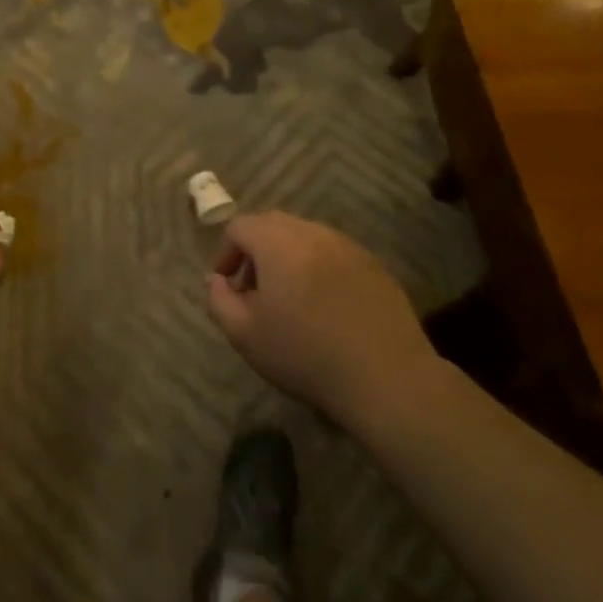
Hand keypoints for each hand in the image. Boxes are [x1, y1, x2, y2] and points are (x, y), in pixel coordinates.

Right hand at [207, 212, 436, 424]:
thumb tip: (216, 280)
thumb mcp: (245, 334)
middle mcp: (314, 233)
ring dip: (288, 256)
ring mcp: (349, 247)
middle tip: (254, 289)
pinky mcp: (374, 265)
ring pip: (306, 236)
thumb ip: (219, 300)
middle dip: (255, 249)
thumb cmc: (306, 355)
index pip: (240, 226)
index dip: (226, 252)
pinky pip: (334, 253)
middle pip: (273, 224)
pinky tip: (324, 306)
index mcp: (279, 243)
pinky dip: (318, 267)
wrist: (386, 377)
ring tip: (290, 298)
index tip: (228, 284)